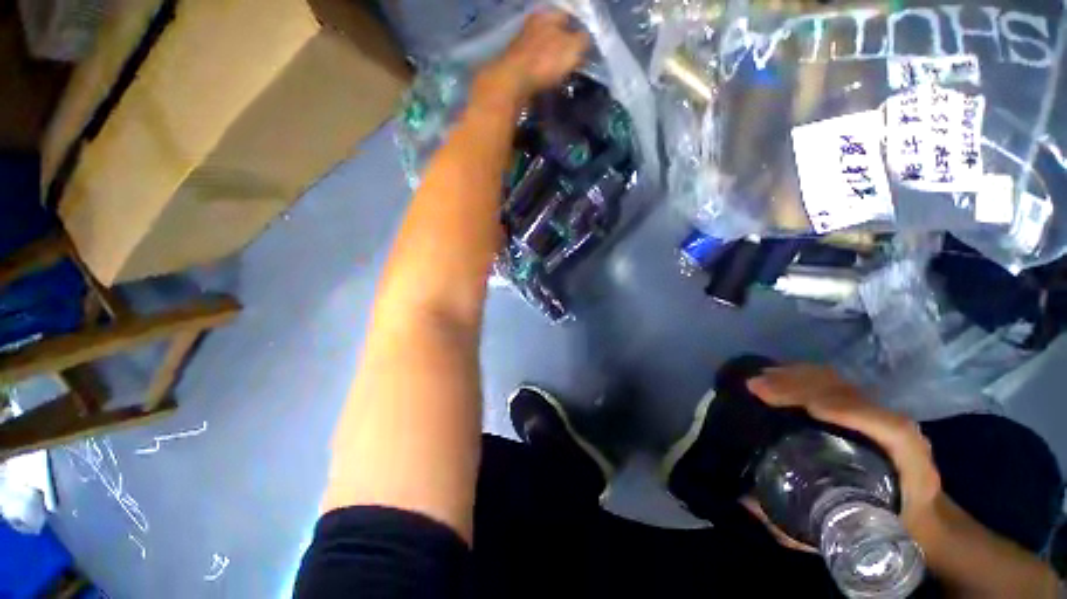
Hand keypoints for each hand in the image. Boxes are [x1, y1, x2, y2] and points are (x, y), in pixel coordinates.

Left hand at [473, 10, 589, 109]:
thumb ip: (583, 40)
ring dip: (552, 60)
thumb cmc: (544, 61)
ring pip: (543, 49)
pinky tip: (546, 80)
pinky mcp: (515, 63)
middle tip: (574, 62)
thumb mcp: (572, 48)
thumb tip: (586, 40)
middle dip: (564, 45)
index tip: (585, 49)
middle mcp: (533, 24)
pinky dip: (541, 72)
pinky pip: (533, 65)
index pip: (568, 17)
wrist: (512, 82)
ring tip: (561, 74)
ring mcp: (521, 43)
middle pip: (554, 33)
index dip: (578, 32)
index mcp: (547, 15)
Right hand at [745, 365, 943, 544]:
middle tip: (757, 388)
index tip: (805, 408)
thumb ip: (800, 528)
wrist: (921, 518)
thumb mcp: (842, 538)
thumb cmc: (880, 530)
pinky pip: (832, 384)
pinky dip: (802, 376)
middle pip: (852, 396)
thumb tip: (748, 500)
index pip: (890, 430)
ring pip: (840, 384)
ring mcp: (879, 415)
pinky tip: (778, 377)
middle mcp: (898, 432)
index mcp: (909, 467)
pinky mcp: (864, 408)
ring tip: (760, 378)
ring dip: (796, 377)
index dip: (850, 412)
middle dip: (803, 387)